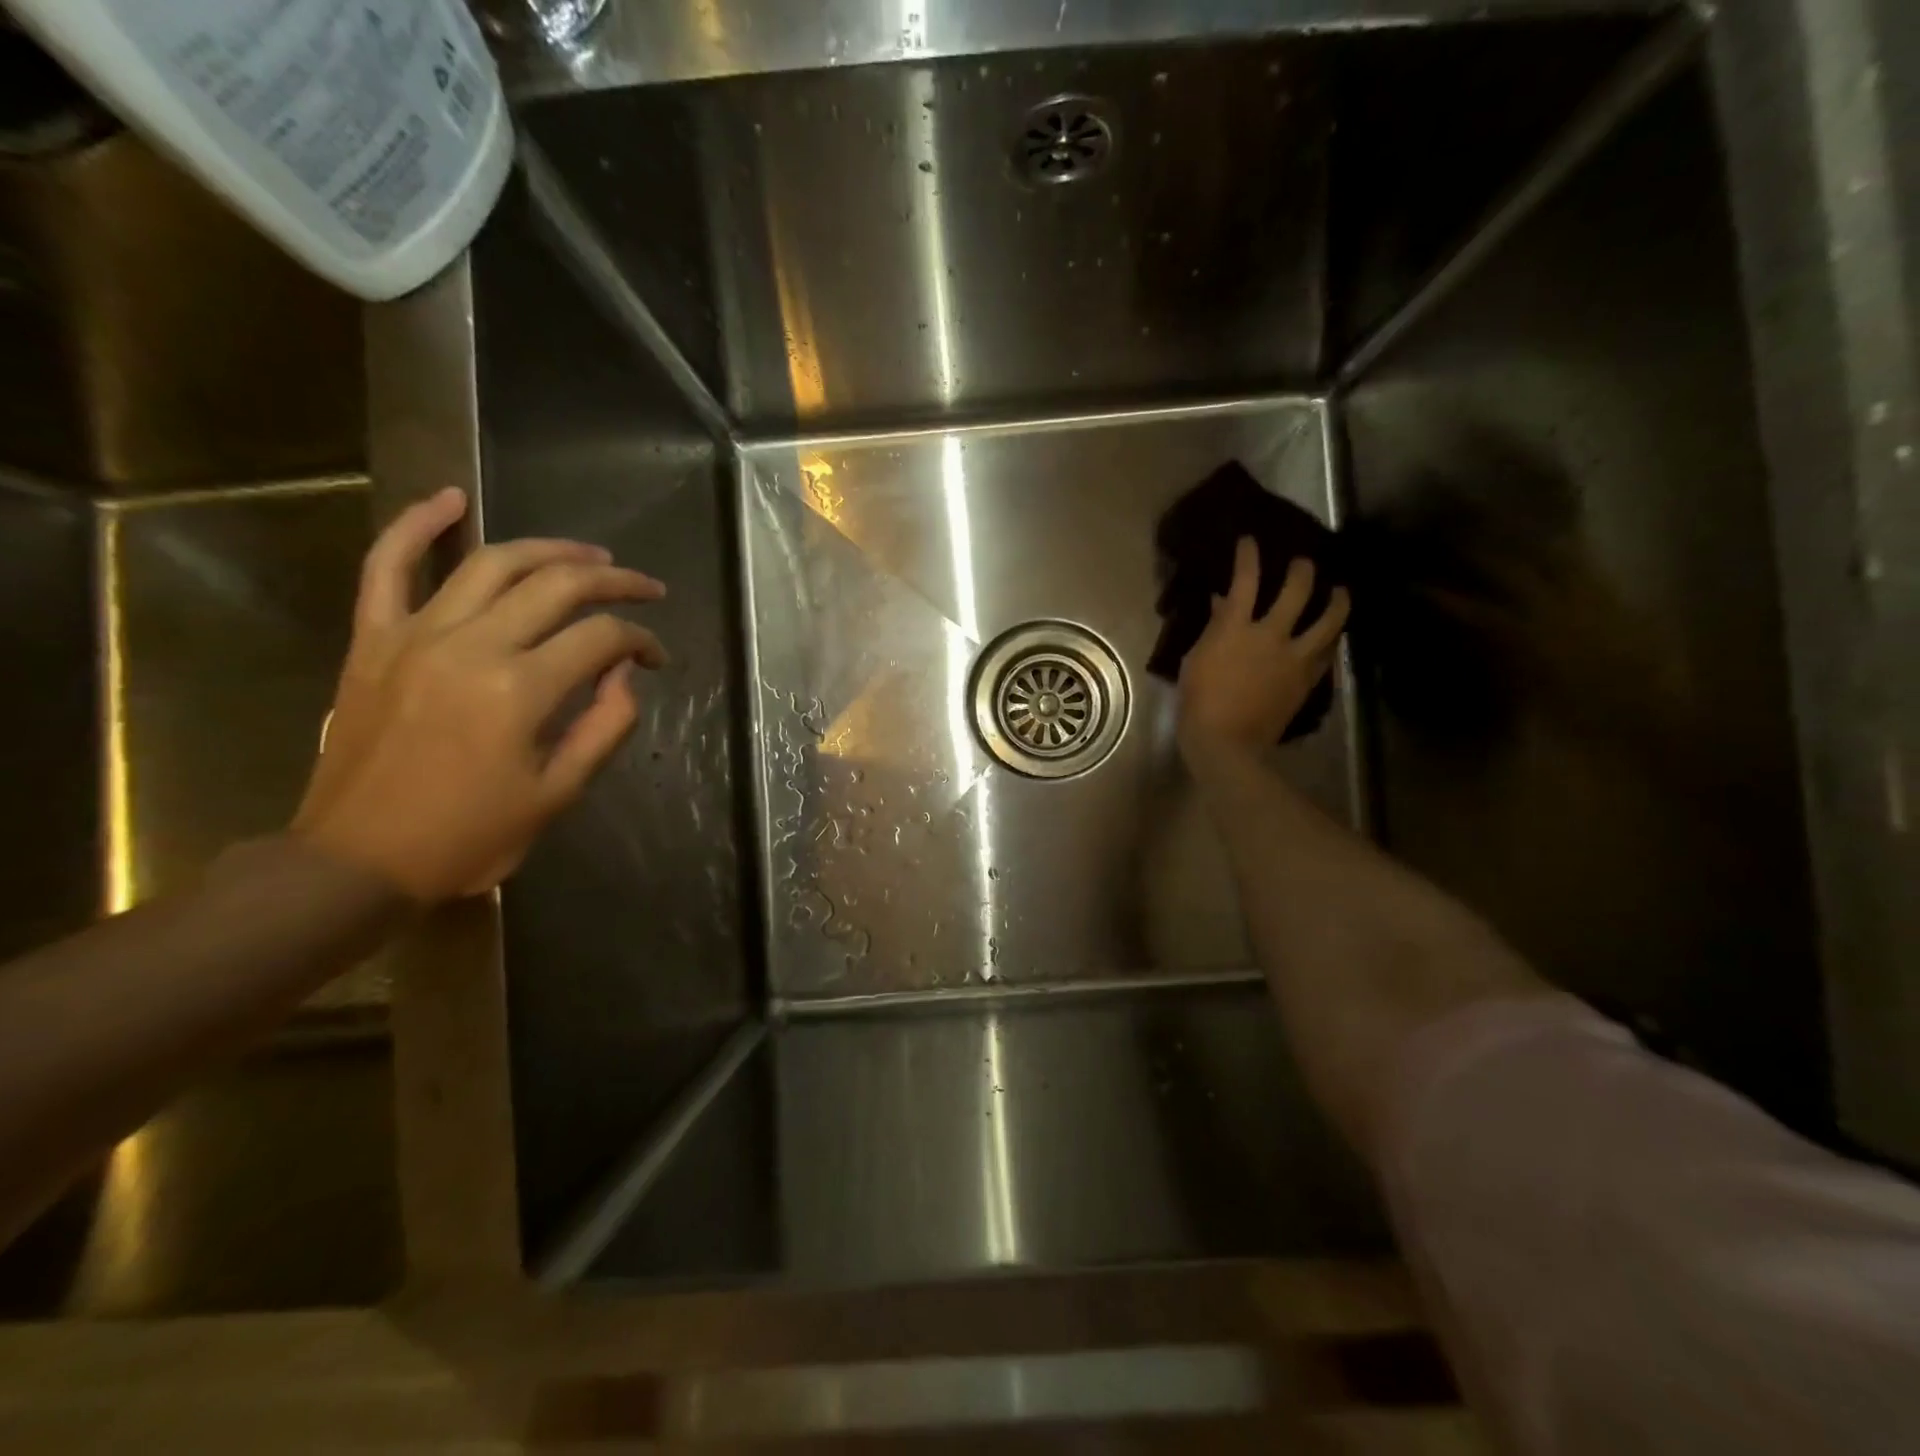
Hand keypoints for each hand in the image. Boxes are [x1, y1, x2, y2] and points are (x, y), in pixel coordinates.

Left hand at [292, 488, 668, 901]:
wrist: (356, 861)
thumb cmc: (469, 837)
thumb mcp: (558, 795)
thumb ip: (604, 728)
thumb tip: (626, 677)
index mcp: (521, 690)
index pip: (602, 639)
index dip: (642, 641)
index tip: (657, 659)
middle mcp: (472, 646)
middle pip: (558, 586)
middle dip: (614, 582)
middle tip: (644, 588)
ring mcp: (415, 635)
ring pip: (492, 564)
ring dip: (550, 549)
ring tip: (589, 554)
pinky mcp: (374, 640)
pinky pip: (387, 566)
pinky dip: (417, 526)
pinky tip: (449, 499)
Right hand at [1177, 537, 1349, 755]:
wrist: (1227, 743)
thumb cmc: (1198, 702)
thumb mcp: (1195, 660)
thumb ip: (1212, 629)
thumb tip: (1222, 605)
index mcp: (1236, 628)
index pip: (1245, 580)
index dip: (1248, 556)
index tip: (1250, 540)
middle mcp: (1271, 635)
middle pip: (1297, 590)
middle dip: (1303, 569)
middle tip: (1304, 562)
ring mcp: (1294, 657)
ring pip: (1328, 620)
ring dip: (1337, 601)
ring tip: (1341, 591)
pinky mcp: (1307, 680)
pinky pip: (1326, 654)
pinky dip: (1330, 640)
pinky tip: (1331, 636)